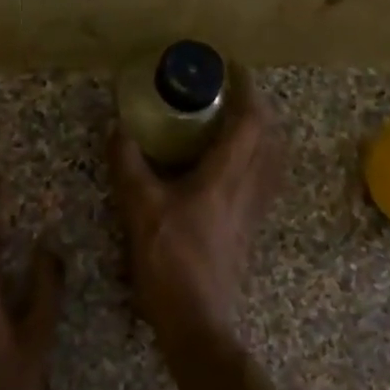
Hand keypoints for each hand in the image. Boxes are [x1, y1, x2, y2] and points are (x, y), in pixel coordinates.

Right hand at [109, 69, 281, 353]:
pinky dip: (257, 159)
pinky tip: (232, 166)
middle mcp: (249, 188)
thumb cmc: (170, 261)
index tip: (233, 69)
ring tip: (236, 122)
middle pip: (270, 136)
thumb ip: (128, 166)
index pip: (250, 121)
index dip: (247, 90)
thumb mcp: (139, 209)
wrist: (197, 320)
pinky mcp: (249, 228)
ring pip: (272, 160)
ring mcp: (253, 210)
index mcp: (226, 176)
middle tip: (232, 93)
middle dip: (257, 107)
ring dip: (262, 133)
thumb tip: (118, 129)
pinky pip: (264, 180)